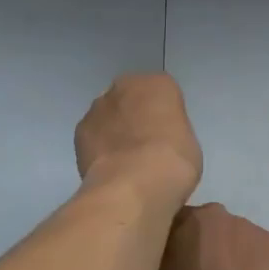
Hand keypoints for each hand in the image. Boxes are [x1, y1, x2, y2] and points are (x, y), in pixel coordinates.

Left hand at [74, 73, 202, 208]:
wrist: (133, 185)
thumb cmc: (173, 162)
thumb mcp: (189, 144)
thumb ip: (171, 132)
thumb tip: (159, 142)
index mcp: (159, 84)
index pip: (163, 94)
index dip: (165, 117)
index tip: (168, 138)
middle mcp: (125, 86)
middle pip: (131, 99)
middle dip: (136, 117)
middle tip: (146, 148)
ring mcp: (98, 107)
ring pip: (109, 116)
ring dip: (114, 132)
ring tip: (126, 164)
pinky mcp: (80, 131)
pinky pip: (93, 136)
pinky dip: (99, 149)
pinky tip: (110, 170)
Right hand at [153, 204, 268, 269]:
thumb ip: (157, 257)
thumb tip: (164, 252)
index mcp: (184, 219)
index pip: (173, 222)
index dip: (171, 243)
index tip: (169, 264)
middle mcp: (218, 214)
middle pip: (205, 226)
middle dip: (200, 244)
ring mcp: (248, 228)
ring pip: (232, 236)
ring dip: (226, 253)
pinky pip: (253, 248)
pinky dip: (249, 263)